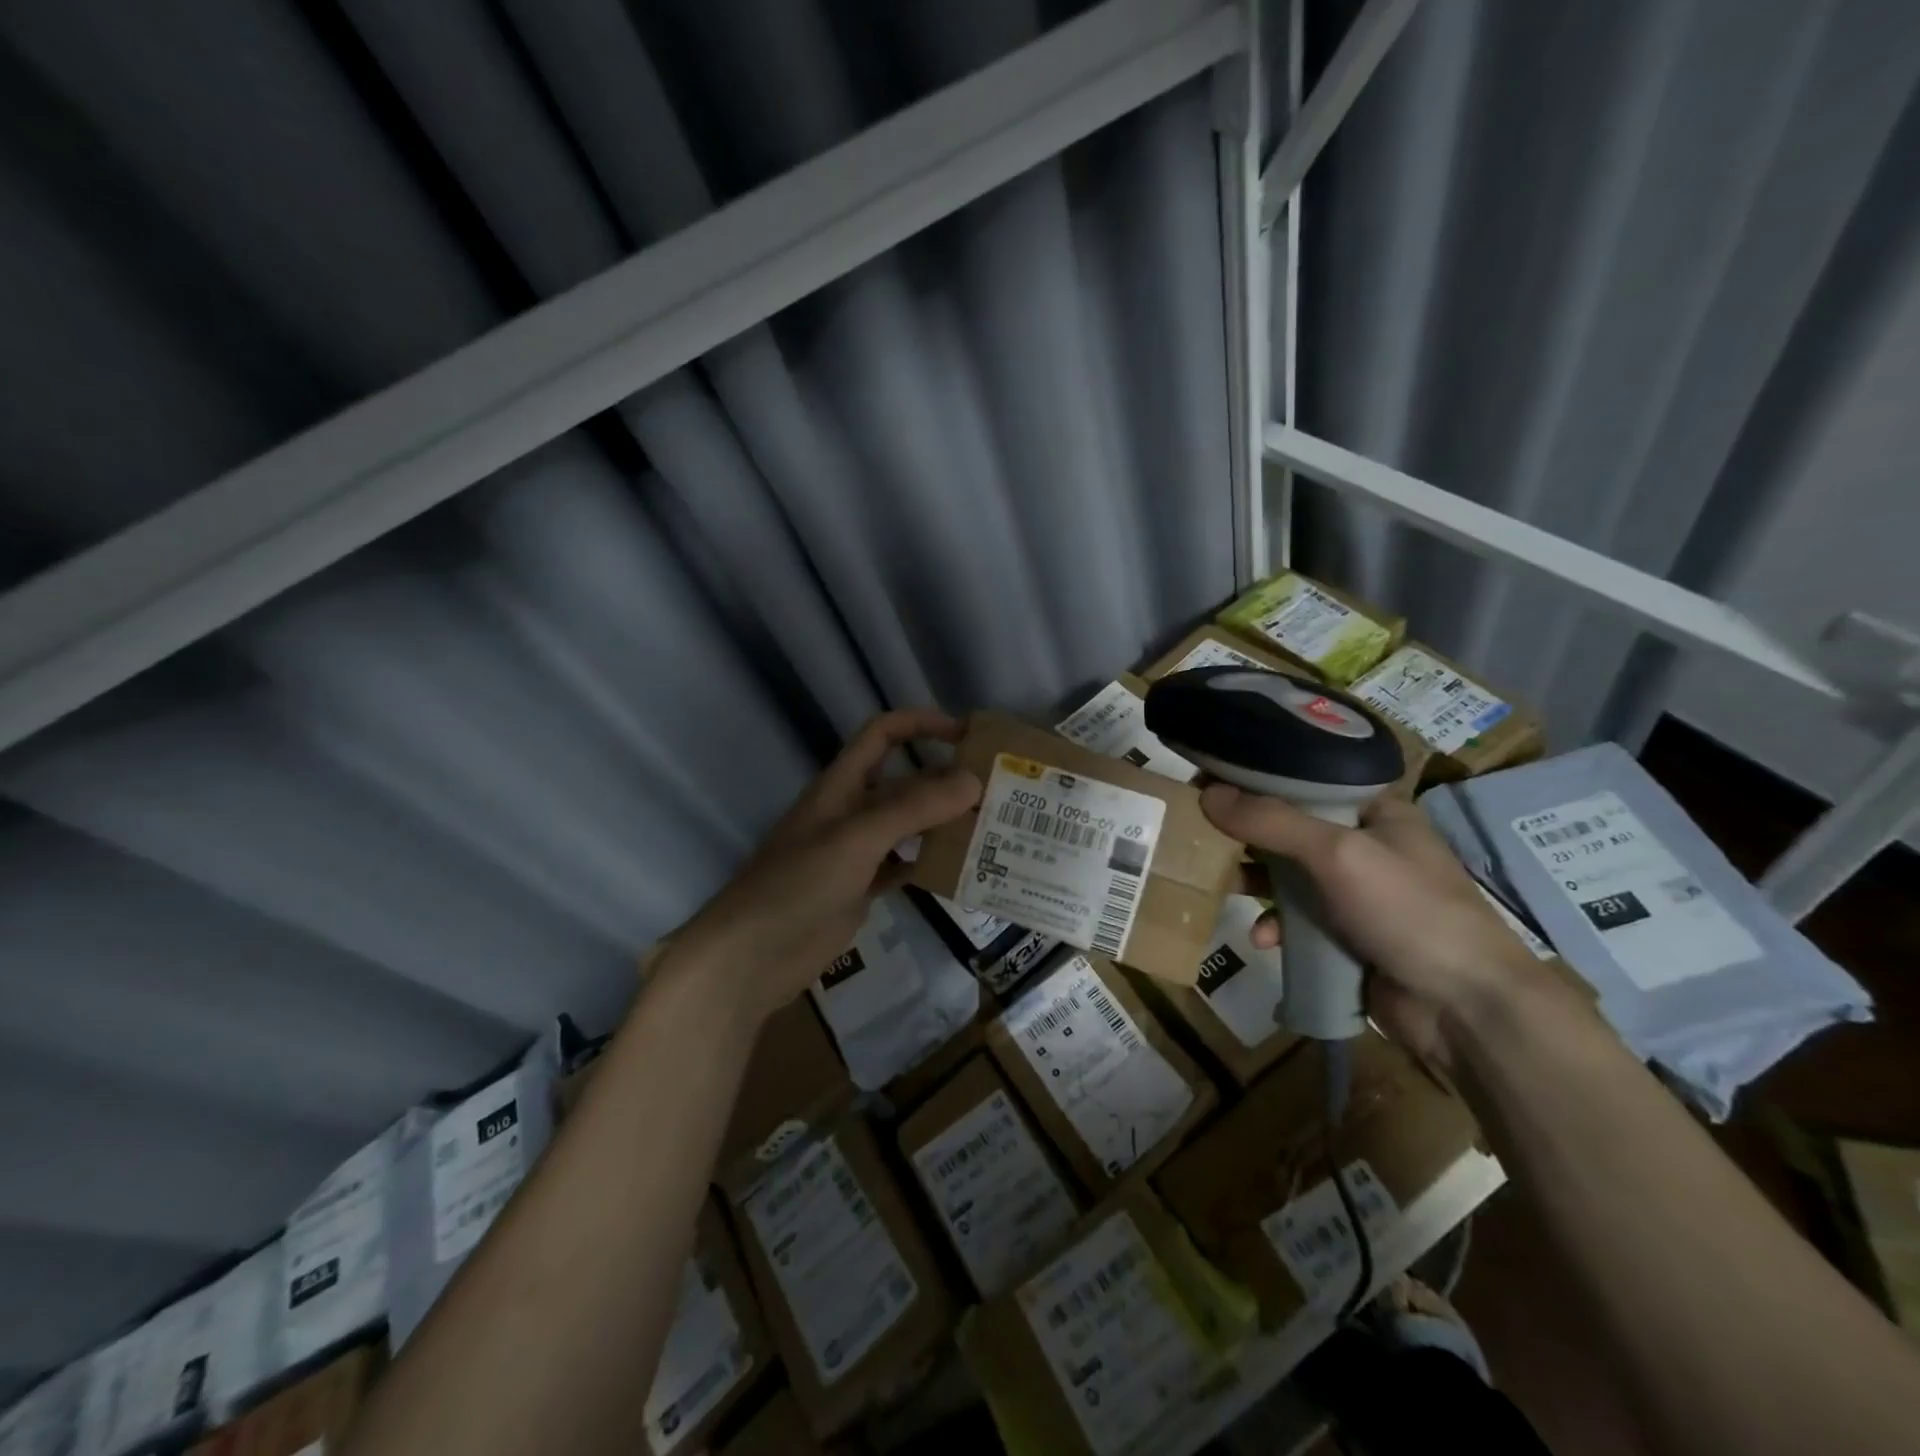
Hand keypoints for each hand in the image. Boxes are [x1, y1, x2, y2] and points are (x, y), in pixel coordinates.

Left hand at [660, 709, 981, 1029]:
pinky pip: (903, 865)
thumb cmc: (797, 884)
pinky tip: (961, 870)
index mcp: (842, 784)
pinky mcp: (859, 888)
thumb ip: (913, 807)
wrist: (751, 957)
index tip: (968, 735)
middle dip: (945, 779)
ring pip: (907, 825)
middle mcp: (850, 810)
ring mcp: (855, 852)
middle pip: (904, 781)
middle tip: (998, 791)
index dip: (922, 724)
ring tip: (991, 828)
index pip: (884, 733)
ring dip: (943, 822)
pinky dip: (929, 863)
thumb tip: (973, 780)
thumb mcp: (857, 837)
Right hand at [1204, 787, 1559, 1071]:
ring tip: (1221, 886)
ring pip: (1289, 876)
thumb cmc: (1409, 911)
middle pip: (1291, 828)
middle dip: (1247, 835)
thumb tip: (1205, 793)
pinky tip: (1264, 941)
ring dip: (1256, 883)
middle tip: (1200, 834)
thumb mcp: (1337, 854)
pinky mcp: (1347, 935)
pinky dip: (1277, 926)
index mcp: (1375, 811)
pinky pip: (1298, 920)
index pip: (1306, 780)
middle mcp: (1365, 845)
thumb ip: (1271, 822)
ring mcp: (1357, 894)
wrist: (1466, 1009)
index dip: (1257, 779)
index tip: (1209, 782)